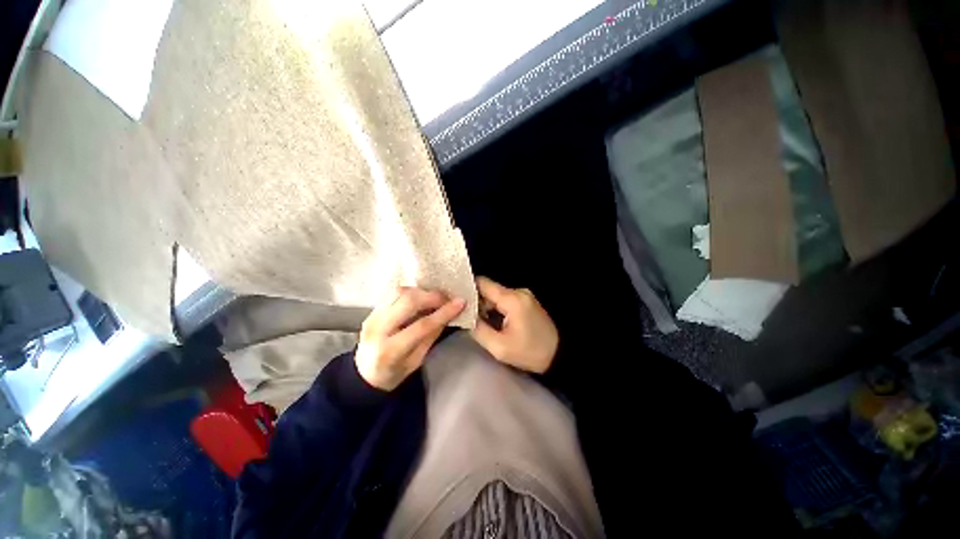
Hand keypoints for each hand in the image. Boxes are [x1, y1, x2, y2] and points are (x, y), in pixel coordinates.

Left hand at [355, 287, 464, 390]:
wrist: (364, 374)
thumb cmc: (393, 373)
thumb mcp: (416, 361)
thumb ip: (431, 336)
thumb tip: (448, 314)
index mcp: (389, 350)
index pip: (421, 325)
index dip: (443, 312)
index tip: (461, 303)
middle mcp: (377, 329)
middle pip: (408, 301)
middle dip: (432, 296)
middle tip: (447, 299)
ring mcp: (372, 316)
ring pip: (399, 292)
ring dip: (422, 291)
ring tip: (435, 298)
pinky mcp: (372, 309)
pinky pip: (394, 293)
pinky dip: (412, 292)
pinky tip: (421, 297)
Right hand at [471, 277, 557, 373]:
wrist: (559, 355)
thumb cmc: (530, 352)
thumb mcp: (499, 347)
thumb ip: (478, 329)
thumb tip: (466, 316)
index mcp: (512, 299)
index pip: (483, 283)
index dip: (468, 289)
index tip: (456, 300)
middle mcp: (518, 291)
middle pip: (489, 289)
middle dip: (477, 301)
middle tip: (466, 316)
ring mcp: (524, 295)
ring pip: (497, 295)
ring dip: (487, 306)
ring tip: (479, 321)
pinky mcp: (526, 301)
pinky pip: (506, 300)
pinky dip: (497, 308)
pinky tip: (493, 321)